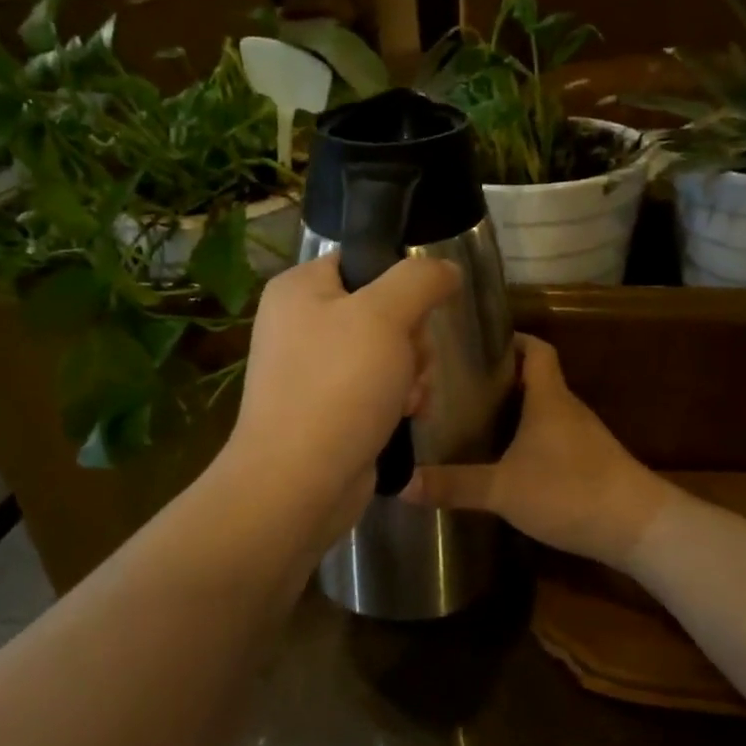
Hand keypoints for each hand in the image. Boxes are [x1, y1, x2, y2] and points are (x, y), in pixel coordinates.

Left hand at [223, 253, 459, 540]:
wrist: (299, 483)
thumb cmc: (338, 386)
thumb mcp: (385, 316)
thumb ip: (420, 280)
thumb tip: (447, 269)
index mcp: (300, 289)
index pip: (363, 262)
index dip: (400, 284)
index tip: (418, 312)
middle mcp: (302, 324)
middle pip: (384, 311)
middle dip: (412, 341)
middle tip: (410, 363)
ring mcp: (315, 370)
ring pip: (389, 352)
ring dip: (412, 374)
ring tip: (408, 399)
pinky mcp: (330, 408)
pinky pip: (379, 388)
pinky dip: (398, 400)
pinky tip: (406, 416)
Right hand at [403, 335, 674, 570]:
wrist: (638, 527)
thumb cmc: (569, 491)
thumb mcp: (503, 489)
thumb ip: (454, 485)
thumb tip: (399, 483)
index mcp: (548, 398)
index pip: (535, 348)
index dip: (511, 339)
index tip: (476, 343)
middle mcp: (567, 408)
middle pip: (535, 378)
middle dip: (499, 377)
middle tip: (458, 384)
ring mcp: (582, 436)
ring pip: (543, 409)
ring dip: (514, 410)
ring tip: (473, 418)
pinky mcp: (590, 462)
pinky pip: (552, 436)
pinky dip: (528, 437)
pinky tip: (506, 458)